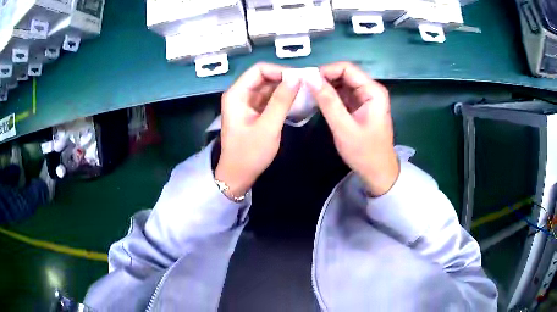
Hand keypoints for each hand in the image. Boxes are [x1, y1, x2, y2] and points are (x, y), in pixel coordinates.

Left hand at [216, 63, 300, 197]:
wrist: (238, 176)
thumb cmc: (249, 153)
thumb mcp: (268, 126)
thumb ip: (282, 100)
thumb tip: (296, 77)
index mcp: (237, 94)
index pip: (259, 70)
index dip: (280, 71)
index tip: (300, 79)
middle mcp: (240, 94)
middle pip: (263, 77)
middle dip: (284, 79)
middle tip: (306, 86)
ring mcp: (246, 103)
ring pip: (267, 87)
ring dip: (284, 89)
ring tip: (304, 93)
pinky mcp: (253, 112)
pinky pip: (268, 98)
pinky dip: (281, 99)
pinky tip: (295, 102)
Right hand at [308, 62, 398, 196]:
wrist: (378, 173)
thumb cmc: (364, 152)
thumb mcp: (344, 127)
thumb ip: (328, 101)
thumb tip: (310, 78)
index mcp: (372, 91)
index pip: (347, 68)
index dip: (326, 71)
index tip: (307, 81)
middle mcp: (370, 90)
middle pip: (344, 74)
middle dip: (324, 79)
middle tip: (304, 88)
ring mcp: (365, 98)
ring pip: (342, 84)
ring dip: (326, 87)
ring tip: (308, 95)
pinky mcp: (359, 107)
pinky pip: (343, 95)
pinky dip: (330, 97)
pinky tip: (318, 102)